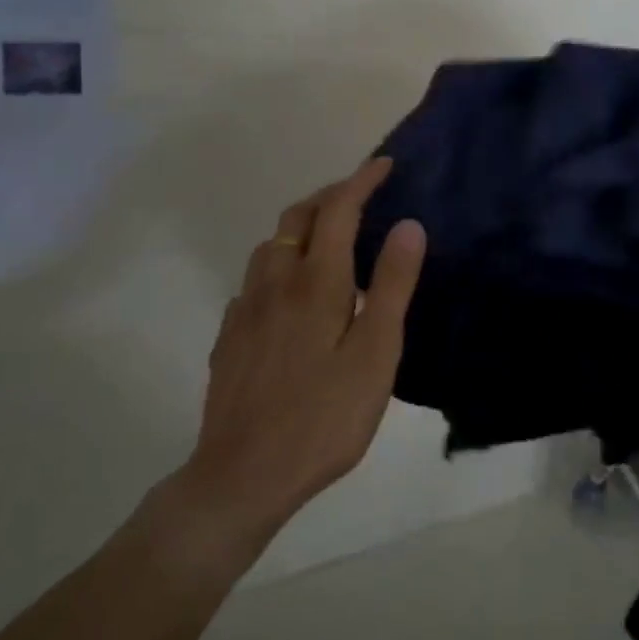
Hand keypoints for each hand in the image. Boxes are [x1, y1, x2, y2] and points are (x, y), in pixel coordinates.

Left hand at [180, 158, 426, 549]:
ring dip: (301, 228)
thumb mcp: (375, 354)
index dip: (361, 180)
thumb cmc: (323, 417)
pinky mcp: (230, 336)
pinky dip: (279, 265)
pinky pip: (255, 280)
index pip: (338, 210)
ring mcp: (245, 309)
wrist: (242, 475)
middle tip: (359, 196)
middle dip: (329, 195)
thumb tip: (409, 224)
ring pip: (270, 246)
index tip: (384, 164)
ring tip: (328, 240)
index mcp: (315, 282)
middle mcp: (274, 283)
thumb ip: (392, 286)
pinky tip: (290, 294)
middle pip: (298, 218)